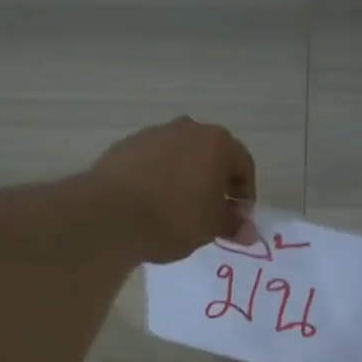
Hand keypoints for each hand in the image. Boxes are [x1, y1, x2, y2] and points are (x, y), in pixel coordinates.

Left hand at [90, 117, 257, 263]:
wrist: (112, 215)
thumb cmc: (175, 218)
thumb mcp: (211, 227)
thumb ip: (233, 225)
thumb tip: (249, 232)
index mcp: (217, 143)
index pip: (244, 165)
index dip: (245, 195)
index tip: (237, 219)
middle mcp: (187, 129)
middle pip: (211, 155)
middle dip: (215, 182)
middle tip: (211, 212)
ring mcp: (153, 134)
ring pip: (180, 155)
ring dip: (185, 177)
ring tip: (178, 208)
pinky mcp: (125, 146)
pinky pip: (152, 161)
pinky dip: (158, 177)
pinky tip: (151, 203)